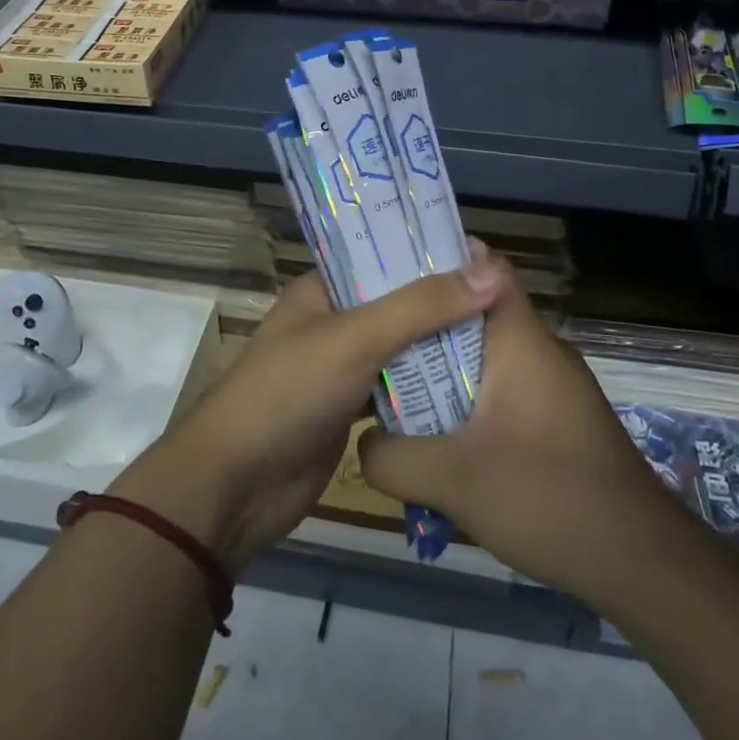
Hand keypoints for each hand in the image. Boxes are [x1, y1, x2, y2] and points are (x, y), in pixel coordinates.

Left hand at [111, 256, 501, 573]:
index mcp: (322, 289)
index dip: (426, 253)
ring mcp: (341, 367)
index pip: (381, 256)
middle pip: (397, 302)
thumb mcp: (356, 338)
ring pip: (400, 347)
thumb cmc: (288, 393)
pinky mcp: (350, 409)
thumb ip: (421, 306)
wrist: (236, 486)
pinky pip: (396, 388)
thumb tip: (490, 274)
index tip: (481, 254)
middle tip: (502, 298)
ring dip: (438, 345)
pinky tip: (472, 384)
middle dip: (441, 302)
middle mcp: (332, 321)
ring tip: (499, 335)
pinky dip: (426, 387)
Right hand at [358, 253, 677, 606]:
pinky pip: (506, 391)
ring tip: (396, 390)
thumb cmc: (546, 496)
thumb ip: (391, 457)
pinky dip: (472, 402)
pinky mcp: (562, 418)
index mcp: (520, 338)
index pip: (484, 265)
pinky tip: (445, 441)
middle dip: (425, 325)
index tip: (391, 271)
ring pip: (488, 358)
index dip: (439, 258)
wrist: (642, 562)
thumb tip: (363, 442)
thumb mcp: (451, 480)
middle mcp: (540, 349)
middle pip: (475, 314)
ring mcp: (556, 385)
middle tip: (375, 338)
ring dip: (446, 371)